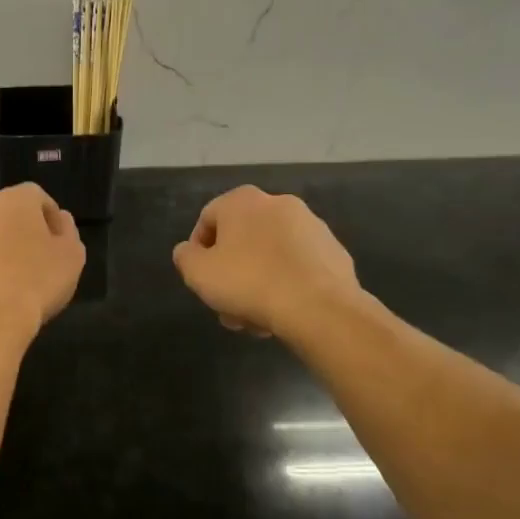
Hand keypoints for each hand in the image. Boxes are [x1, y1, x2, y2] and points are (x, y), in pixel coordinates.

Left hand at [0, 184, 85, 342]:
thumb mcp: (71, 257)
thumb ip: (68, 233)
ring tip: (12, 284)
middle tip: (37, 263)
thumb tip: (59, 221)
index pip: (35, 196)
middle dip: (20, 234)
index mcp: (12, 202)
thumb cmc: (36, 283)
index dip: (49, 217)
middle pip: (5, 216)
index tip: (58, 242)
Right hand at [172, 186, 364, 342]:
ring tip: (254, 317)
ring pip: (270, 255)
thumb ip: (185, 257)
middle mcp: (278, 203)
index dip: (198, 252)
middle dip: (231, 273)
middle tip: (226, 304)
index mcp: (243, 201)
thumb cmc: (249, 283)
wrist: (319, 308)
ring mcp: (312, 226)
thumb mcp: (198, 273)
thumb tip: (189, 251)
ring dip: (257, 281)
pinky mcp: (334, 251)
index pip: (208, 219)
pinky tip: (282, 311)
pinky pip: (298, 266)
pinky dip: (286, 283)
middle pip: (242, 239)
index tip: (201, 279)